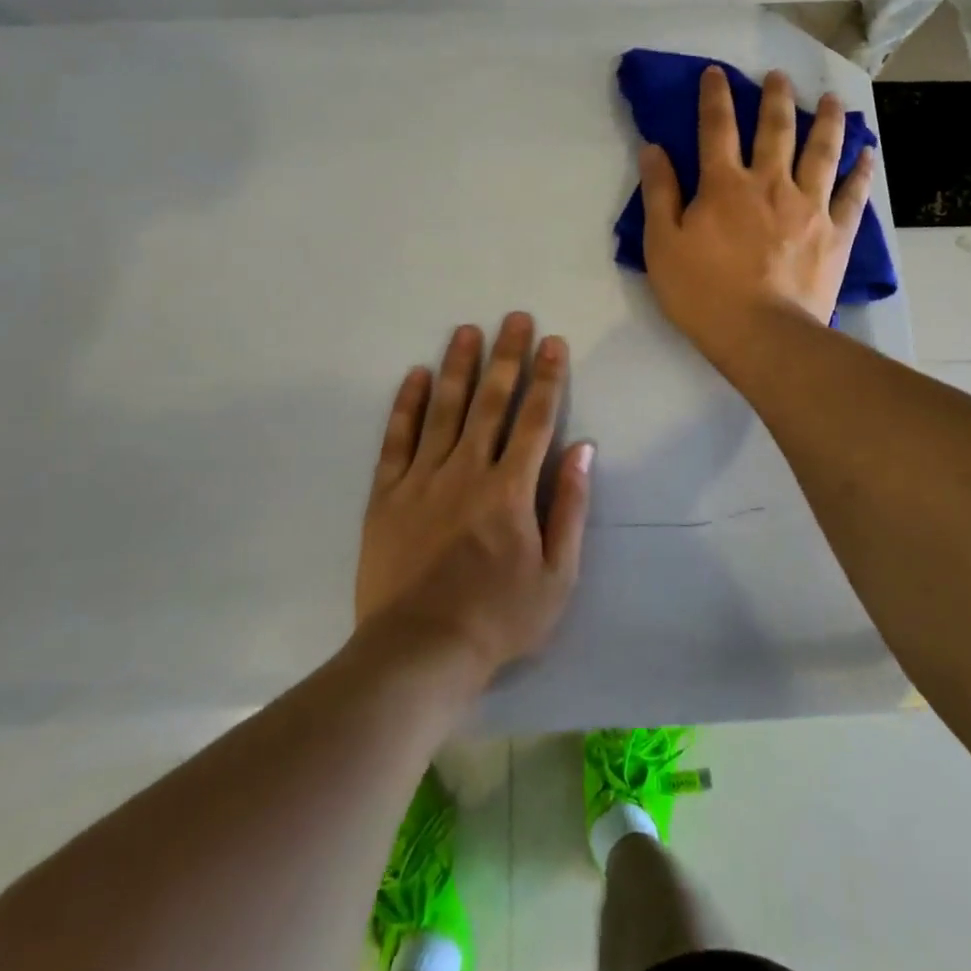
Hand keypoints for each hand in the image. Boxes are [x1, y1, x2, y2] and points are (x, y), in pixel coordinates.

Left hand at [355, 313, 593, 680]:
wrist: (418, 653)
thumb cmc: (498, 619)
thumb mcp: (556, 575)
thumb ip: (570, 507)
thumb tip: (583, 449)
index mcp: (511, 489)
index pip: (535, 418)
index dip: (547, 377)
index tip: (553, 342)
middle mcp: (467, 470)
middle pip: (491, 401)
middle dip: (506, 356)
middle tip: (514, 318)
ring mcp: (422, 479)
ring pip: (443, 409)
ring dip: (457, 366)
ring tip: (467, 330)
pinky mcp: (386, 494)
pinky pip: (397, 439)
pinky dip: (407, 404)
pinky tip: (415, 375)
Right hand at [639, 66, 873, 366]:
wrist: (763, 334)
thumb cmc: (704, 294)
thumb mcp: (662, 245)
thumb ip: (659, 193)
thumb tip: (653, 148)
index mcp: (725, 185)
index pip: (717, 128)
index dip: (714, 96)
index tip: (716, 72)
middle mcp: (770, 183)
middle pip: (776, 129)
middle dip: (776, 97)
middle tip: (779, 76)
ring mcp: (809, 206)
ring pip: (822, 151)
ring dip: (827, 121)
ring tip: (832, 100)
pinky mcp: (836, 232)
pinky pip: (854, 194)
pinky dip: (861, 171)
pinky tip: (868, 154)